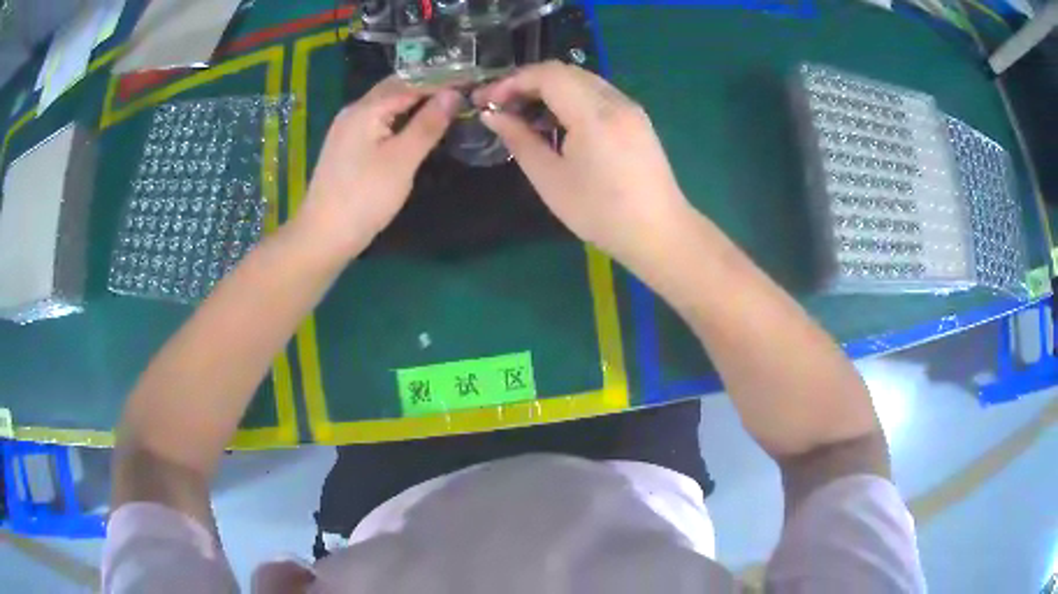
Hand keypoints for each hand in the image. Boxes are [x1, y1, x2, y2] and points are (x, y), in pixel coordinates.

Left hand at [296, 76, 460, 258]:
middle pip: (395, 89)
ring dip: (414, 103)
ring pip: (386, 105)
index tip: (471, 82)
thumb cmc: (364, 197)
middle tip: (462, 93)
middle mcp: (354, 111)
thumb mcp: (402, 159)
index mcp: (366, 108)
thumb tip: (453, 94)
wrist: (323, 235)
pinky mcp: (346, 147)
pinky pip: (377, 121)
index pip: (411, 82)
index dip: (442, 81)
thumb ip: (428, 123)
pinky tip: (414, 128)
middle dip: (428, 88)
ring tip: (445, 107)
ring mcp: (347, 129)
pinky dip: (399, 119)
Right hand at [474, 61, 691, 271]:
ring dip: (550, 89)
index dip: (512, 81)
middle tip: (502, 106)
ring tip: (526, 115)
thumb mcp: (550, 180)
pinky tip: (558, 122)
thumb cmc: (601, 213)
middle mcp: (616, 101)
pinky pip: (598, 94)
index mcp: (594, 115)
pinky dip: (571, 98)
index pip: (548, 75)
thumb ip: (519, 141)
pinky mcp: (637, 118)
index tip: (487, 100)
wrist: (659, 233)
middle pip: (565, 71)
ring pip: (582, 80)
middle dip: (528, 82)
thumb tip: (492, 115)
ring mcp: (630, 108)